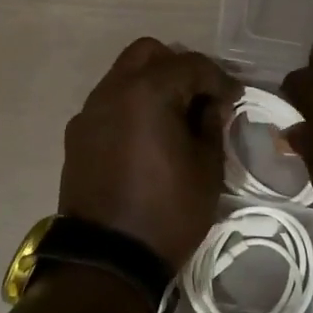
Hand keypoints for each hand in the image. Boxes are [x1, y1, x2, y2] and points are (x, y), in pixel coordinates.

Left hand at [60, 38, 238, 271]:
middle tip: (201, 97)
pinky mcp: (77, 135)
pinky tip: (147, 136)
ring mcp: (89, 112)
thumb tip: (210, 105)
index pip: (191, 65)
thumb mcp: (207, 169)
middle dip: (179, 67)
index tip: (235, 98)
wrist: (107, 258)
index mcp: (147, 92)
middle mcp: (112, 91)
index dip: (219, 79)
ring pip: (124, 75)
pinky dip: (131, 106)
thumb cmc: (167, 212)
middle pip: (148, 53)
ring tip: (175, 116)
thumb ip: (211, 125)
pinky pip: (109, 103)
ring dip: (152, 84)